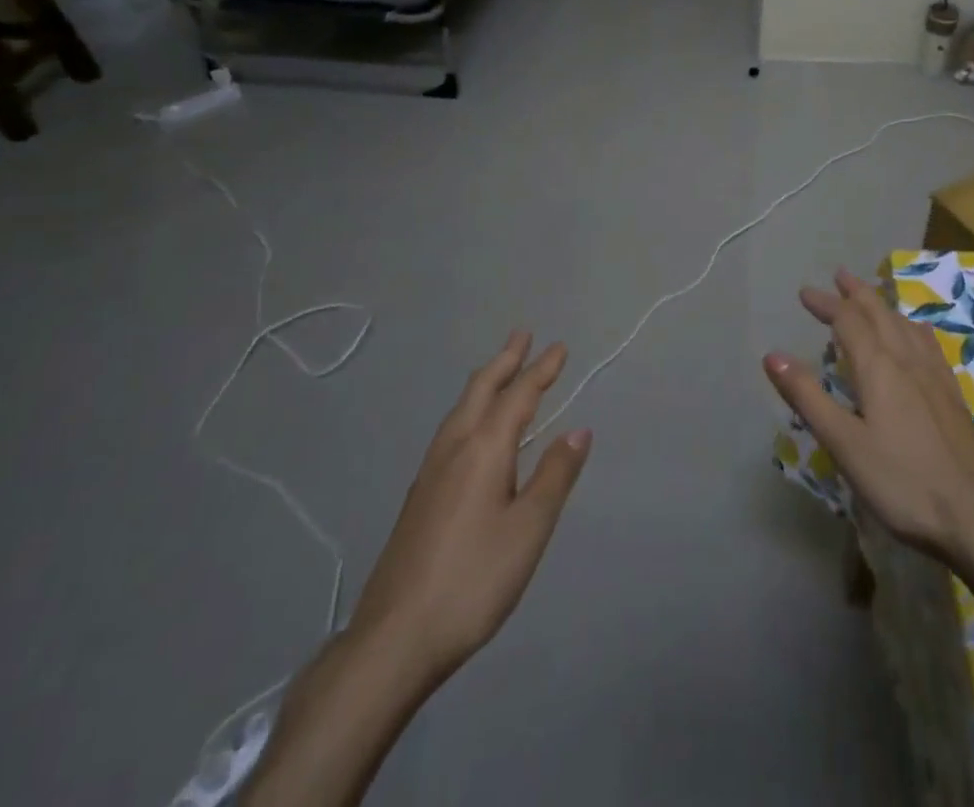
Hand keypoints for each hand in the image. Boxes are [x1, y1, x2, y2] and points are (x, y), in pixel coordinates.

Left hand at [350, 331, 591, 684]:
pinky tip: (470, 429)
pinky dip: (470, 409)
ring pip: (460, 409)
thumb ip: (554, 476)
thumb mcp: (528, 530)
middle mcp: (454, 448)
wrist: (393, 638)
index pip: (518, 396)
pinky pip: (451, 430)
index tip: (559, 347)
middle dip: (505, 360)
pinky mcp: (419, 496)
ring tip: (497, 371)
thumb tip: (579, 430)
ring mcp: (430, 472)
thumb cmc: (472, 580)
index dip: (541, 370)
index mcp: (484, 450)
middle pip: (481, 390)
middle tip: (522, 334)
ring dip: (484, 382)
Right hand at [764, 269, 973, 571]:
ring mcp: (935, 375)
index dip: (826, 303)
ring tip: (871, 299)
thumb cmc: (901, 482)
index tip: (805, 293)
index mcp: (879, 367)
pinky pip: (927, 342)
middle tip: (839, 276)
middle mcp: (908, 360)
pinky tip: (915, 336)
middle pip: (880, 313)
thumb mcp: (844, 443)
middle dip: (856, 292)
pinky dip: (910, 326)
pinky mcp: (952, 394)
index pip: (848, 320)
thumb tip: (772, 355)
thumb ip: (807, 397)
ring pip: (905, 324)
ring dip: (882, 305)